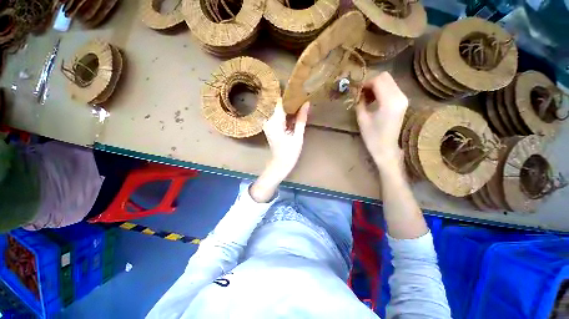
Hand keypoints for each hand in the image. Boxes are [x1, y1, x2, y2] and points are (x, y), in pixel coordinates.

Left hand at [250, 98, 309, 201]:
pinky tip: (292, 111)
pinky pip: (276, 114)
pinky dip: (284, 111)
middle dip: (287, 98)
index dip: (287, 93)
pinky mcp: (269, 126)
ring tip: (297, 100)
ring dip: (286, 104)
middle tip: (299, 93)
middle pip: (276, 102)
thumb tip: (306, 103)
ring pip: (276, 108)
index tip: (297, 88)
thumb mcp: (298, 136)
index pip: (278, 101)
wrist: (279, 164)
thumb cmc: (290, 152)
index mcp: (275, 121)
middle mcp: (268, 120)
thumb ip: (301, 119)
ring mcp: (267, 123)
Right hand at [356, 72, 407, 169]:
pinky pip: (392, 88)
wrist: (386, 148)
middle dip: (371, 82)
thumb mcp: (362, 119)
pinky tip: (374, 100)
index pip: (378, 81)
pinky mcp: (403, 102)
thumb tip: (357, 92)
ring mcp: (403, 99)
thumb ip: (360, 102)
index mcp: (389, 102)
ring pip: (389, 81)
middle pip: (385, 77)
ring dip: (376, 86)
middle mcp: (400, 96)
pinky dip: (381, 90)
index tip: (356, 91)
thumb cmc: (372, 136)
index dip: (365, 83)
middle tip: (361, 93)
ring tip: (366, 98)